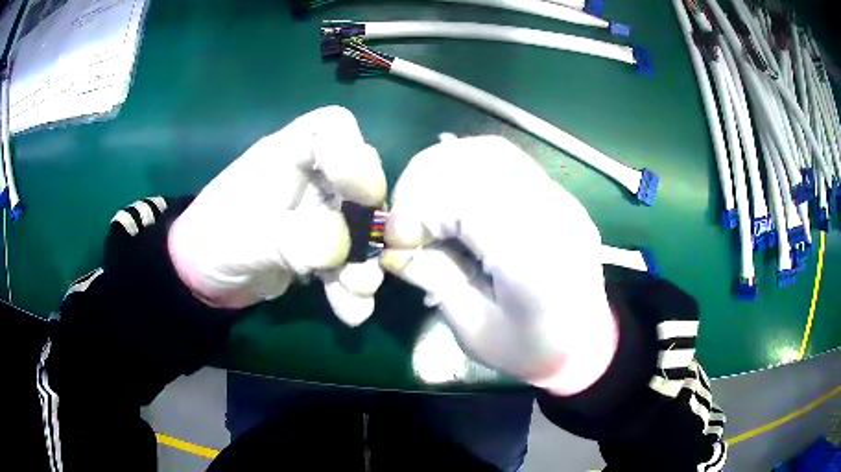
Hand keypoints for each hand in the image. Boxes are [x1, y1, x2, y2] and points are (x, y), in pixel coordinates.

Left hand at [169, 106, 386, 324]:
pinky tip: (350, 310)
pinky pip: (347, 261)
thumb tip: (341, 249)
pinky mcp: (319, 248)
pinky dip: (351, 287)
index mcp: (287, 155)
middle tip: (375, 254)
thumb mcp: (248, 239)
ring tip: (357, 291)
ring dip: (364, 262)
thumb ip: (294, 240)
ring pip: (360, 228)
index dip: (355, 154)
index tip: (364, 195)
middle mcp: (310, 178)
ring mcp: (317, 214)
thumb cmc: (214, 241)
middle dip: (371, 222)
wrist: (204, 278)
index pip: (332, 128)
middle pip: (360, 182)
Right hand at [381, 135, 617, 394]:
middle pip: (475, 160)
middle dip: (423, 183)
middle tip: (407, 222)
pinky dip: (466, 169)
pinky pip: (504, 161)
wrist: (587, 342)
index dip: (417, 208)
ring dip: (443, 170)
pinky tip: (454, 199)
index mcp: (533, 256)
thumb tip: (396, 247)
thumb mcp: (475, 331)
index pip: (463, 194)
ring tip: (425, 207)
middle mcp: (551, 212)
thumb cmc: (533, 349)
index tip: (398, 241)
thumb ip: (436, 280)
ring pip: (489, 151)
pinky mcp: (556, 194)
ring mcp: (558, 197)